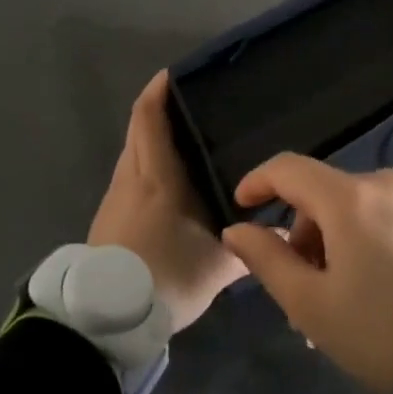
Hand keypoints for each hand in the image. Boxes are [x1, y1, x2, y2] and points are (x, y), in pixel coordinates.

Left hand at [88, 71, 245, 333]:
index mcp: (156, 175)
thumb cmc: (166, 276)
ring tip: (187, 140)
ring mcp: (115, 198)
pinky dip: (147, 165)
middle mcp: (131, 177)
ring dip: (153, 139)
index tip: (176, 74)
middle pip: (139, 129)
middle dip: (159, 110)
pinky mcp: (108, 219)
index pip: (149, 118)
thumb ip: (252, 245)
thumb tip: (286, 234)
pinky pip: (130, 176)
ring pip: (133, 153)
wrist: (107, 319)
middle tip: (194, 104)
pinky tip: (171, 183)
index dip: (159, 91)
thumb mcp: (218, 264)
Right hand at [221, 156, 392, 393]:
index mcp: (349, 198)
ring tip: (344, 293)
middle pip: (325, 194)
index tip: (243, 206)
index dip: (259, 182)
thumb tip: (237, 229)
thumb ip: (267, 259)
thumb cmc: (381, 330)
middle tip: (304, 287)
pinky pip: (390, 213)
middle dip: (305, 233)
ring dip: (339, 237)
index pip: (289, 169)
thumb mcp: (312, 304)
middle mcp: (384, 182)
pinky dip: (372, 235)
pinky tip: (380, 279)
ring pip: (358, 205)